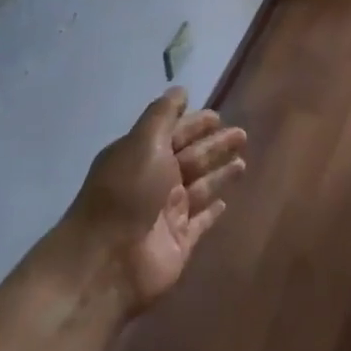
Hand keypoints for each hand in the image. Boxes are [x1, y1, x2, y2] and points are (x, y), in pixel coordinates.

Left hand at [56, 88, 246, 314]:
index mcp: (142, 156)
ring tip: (243, 162)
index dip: (194, 124)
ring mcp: (168, 213)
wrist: (107, 261)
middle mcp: (155, 182)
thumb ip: (163, 116)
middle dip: (214, 146)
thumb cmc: (126, 193)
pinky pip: (201, 221)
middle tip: (242, 134)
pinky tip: (226, 202)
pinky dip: (212, 211)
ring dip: (219, 174)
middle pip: (191, 158)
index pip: (174, 134)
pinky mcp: (180, 241)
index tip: (218, 115)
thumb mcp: (143, 144)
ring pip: (201, 187)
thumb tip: (180, 89)